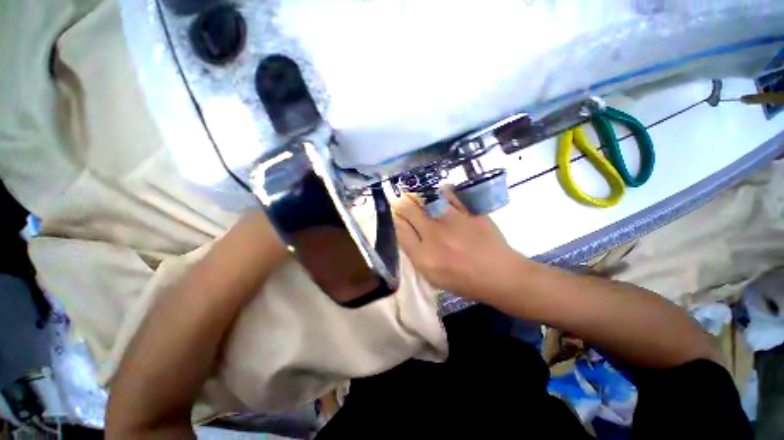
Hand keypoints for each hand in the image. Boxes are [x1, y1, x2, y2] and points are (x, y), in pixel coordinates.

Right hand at [392, 188, 519, 300]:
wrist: (499, 275)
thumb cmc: (464, 281)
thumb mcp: (433, 277)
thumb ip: (416, 254)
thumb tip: (405, 231)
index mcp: (423, 256)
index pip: (400, 229)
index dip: (395, 219)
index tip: (395, 214)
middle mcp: (433, 234)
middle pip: (408, 210)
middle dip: (401, 203)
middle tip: (402, 201)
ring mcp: (452, 220)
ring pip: (426, 199)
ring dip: (417, 195)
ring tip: (416, 194)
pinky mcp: (468, 212)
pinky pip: (449, 194)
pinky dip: (442, 191)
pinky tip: (439, 193)